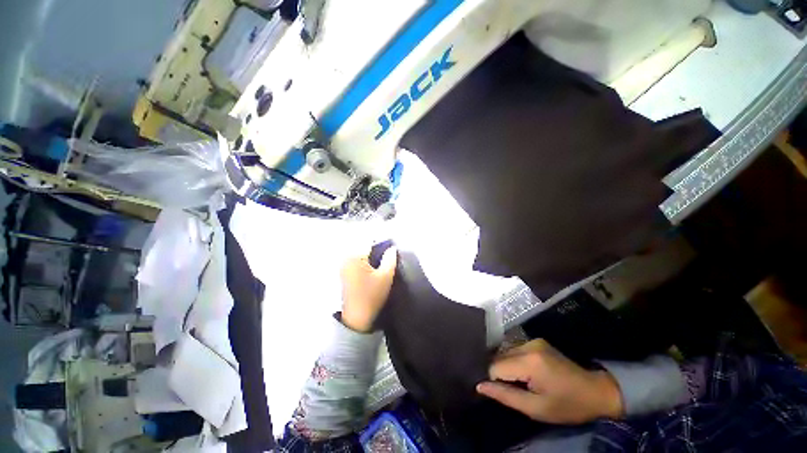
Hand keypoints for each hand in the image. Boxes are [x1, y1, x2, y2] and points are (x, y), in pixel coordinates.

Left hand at [339, 246, 397, 332]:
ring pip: (361, 254)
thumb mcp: (386, 276)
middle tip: (387, 259)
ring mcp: (343, 266)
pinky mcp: (343, 273)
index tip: (391, 250)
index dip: (382, 244)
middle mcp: (346, 258)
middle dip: (376, 250)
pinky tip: (372, 273)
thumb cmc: (372, 296)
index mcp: (355, 256)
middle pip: (364, 246)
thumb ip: (390, 259)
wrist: (357, 319)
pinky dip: (365, 263)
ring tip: (380, 266)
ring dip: (371, 257)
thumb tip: (392, 248)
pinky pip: (356, 261)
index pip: (370, 242)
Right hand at [476, 339, 622, 423]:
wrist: (596, 391)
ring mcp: (532, 341)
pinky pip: (515, 350)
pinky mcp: (536, 341)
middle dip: (499, 373)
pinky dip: (514, 362)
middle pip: (498, 357)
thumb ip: (505, 396)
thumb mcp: (536, 408)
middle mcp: (527, 345)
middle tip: (511, 390)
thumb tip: (479, 386)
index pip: (494, 366)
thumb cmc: (567, 405)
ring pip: (505, 352)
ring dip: (506, 367)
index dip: (493, 381)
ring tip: (519, 383)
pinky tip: (524, 374)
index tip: (500, 393)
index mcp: (528, 361)